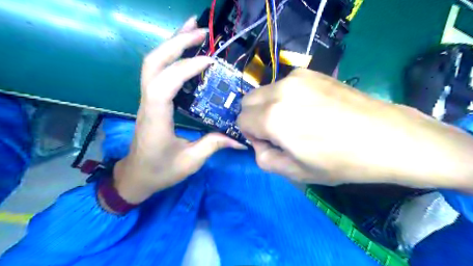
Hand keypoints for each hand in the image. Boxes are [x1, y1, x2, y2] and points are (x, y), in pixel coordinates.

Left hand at [111, 17, 242, 203]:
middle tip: (201, 31)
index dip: (184, 69)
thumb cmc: (160, 171)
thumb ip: (214, 145)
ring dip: (172, 43)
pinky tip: (186, 52)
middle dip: (176, 43)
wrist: (136, 176)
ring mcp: (146, 100)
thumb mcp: (190, 161)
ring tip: (193, 30)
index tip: (209, 61)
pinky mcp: (151, 100)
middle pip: (153, 64)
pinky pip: (157, 72)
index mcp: (155, 120)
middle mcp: (147, 104)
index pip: (163, 85)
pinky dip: (171, 56)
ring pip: (152, 63)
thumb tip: (240, 139)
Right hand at [238, 69, 472, 186]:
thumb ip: (264, 158)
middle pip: (248, 101)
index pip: (241, 121)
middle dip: (255, 118)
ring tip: (296, 119)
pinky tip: (309, 108)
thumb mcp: (295, 172)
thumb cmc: (340, 161)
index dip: (252, 135)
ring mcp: (296, 78)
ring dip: (269, 106)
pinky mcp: (311, 73)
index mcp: (273, 118)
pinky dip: (285, 97)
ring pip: (264, 91)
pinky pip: (283, 85)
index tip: (270, 143)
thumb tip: (259, 142)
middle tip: (278, 132)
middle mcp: (280, 91)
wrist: (386, 138)